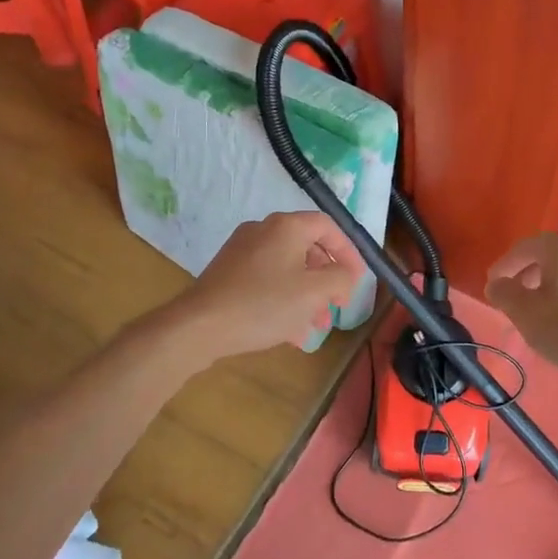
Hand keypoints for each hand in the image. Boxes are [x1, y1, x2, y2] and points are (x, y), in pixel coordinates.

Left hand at [168, 211, 363, 359]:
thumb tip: (346, 273)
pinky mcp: (227, 273)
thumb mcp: (314, 293)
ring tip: (315, 327)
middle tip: (336, 307)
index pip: (328, 227)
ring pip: (287, 269)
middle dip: (326, 281)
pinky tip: (289, 332)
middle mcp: (263, 230)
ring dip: (306, 296)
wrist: (199, 326)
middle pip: (307, 249)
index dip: (349, 252)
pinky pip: (266, 281)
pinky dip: (283, 300)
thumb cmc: (264, 305)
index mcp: (286, 227)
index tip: (358, 279)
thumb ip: (340, 278)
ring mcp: (241, 251)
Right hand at [484, 233, 557, 382]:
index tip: (493, 286)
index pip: (524, 248)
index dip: (504, 266)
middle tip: (517, 300)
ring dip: (554, 287)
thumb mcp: (527, 315)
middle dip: (529, 276)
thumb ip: (504, 293)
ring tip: (545, 313)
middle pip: (550, 257)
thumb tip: (497, 283)